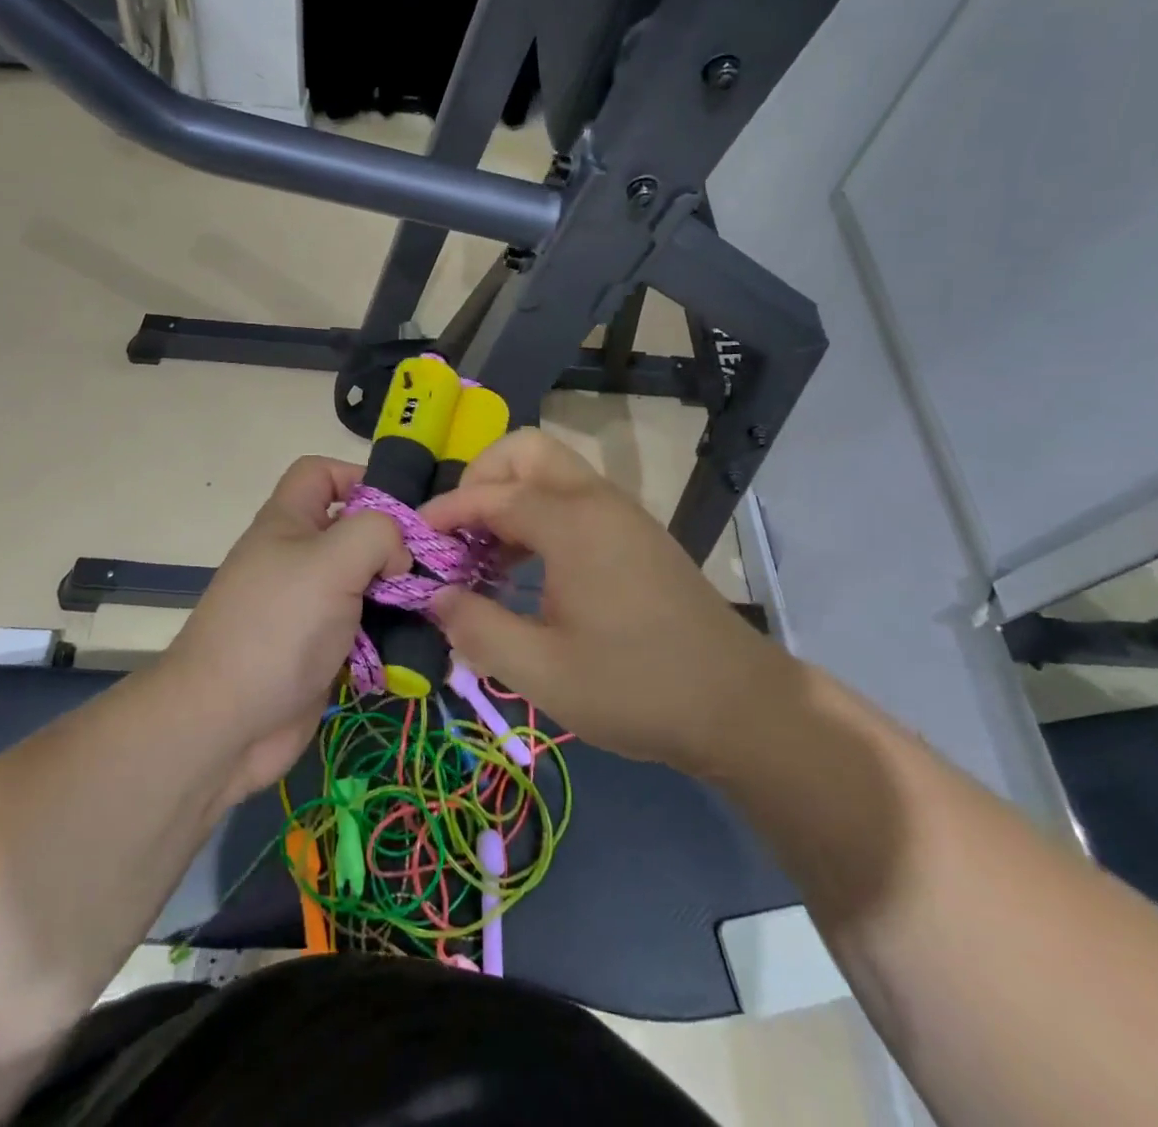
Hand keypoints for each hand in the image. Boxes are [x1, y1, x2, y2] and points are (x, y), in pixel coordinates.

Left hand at [162, 457, 408, 802]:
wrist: (225, 722)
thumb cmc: (277, 627)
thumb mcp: (331, 561)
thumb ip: (377, 534)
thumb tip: (399, 554)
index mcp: (288, 522)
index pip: (320, 472)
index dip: (359, 476)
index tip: (402, 508)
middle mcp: (297, 558)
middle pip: (352, 530)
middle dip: (393, 543)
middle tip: (435, 563)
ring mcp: (307, 607)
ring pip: (364, 583)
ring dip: (397, 593)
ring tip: (437, 605)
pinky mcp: (320, 650)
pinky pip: (363, 629)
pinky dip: (389, 635)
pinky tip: (418, 643)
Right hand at [419, 429, 786, 773]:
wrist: (740, 706)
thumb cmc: (636, 687)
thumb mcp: (542, 671)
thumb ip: (477, 628)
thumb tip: (436, 597)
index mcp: (572, 523)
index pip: (492, 494)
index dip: (447, 512)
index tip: (417, 541)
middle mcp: (597, 501)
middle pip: (526, 451)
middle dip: (481, 478)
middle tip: (459, 531)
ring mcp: (622, 515)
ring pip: (552, 472)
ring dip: (509, 496)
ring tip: (485, 555)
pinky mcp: (636, 535)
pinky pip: (574, 499)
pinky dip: (538, 514)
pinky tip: (528, 570)